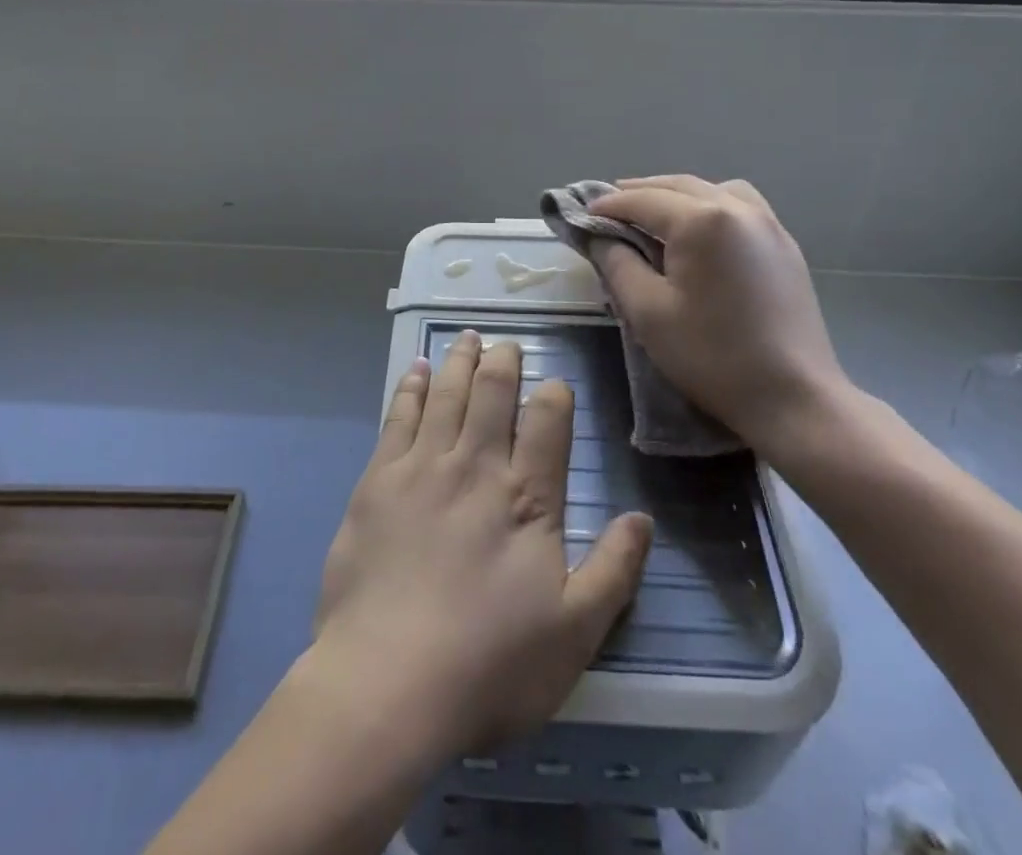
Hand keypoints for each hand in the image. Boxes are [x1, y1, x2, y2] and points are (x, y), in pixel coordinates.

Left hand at [310, 330, 652, 756]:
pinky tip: (416, 370)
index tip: (554, 384)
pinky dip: (411, 387)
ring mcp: (423, 468)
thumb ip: (613, 572)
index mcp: (526, 498)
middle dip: (503, 363)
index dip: (554, 396)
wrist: (387, 683)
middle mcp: (476, 467)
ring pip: (447, 394)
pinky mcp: (378, 480)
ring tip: (468, 338)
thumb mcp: (574, 634)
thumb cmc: (489, 666)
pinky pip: (399, 417)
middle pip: (493, 394)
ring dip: (460, 361)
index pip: (548, 423)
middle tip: (507, 345)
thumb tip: (643, 518)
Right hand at [590, 175, 854, 461]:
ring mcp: (769, 224)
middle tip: (609, 206)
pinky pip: (741, 206)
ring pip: (713, 189)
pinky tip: (700, 231)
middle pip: (678, 185)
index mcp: (702, 220)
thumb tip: (599, 236)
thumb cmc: (712, 356)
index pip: (643, 200)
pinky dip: (710, 205)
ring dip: (678, 194)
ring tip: (654, 213)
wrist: (794, 398)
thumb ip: (617, 264)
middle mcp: (738, 208)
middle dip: (640, 192)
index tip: (582, 213)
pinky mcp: (786, 246)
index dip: (608, 204)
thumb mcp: (647, 312)